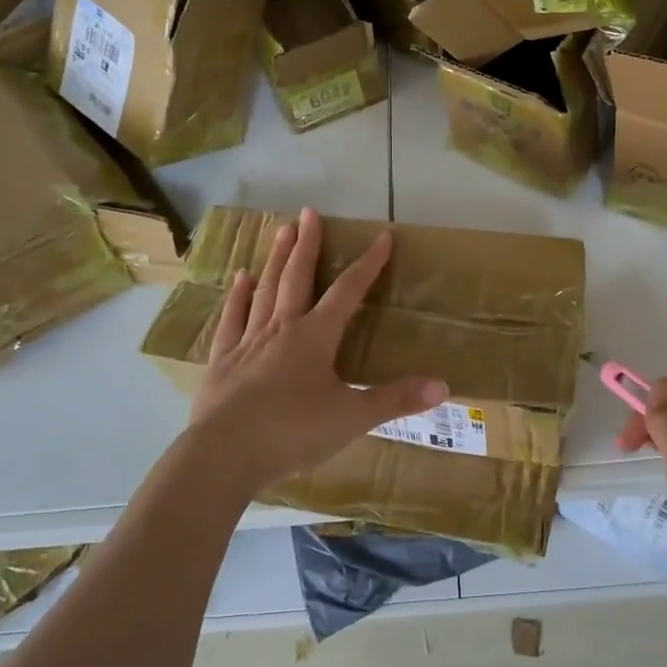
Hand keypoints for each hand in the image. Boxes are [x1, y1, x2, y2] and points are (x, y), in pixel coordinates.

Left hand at [186, 207, 448, 488]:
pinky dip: (237, 298)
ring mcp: (249, 342)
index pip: (348, 292)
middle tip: (308, 212)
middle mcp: (282, 328)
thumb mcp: (353, 417)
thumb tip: (444, 385)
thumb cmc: (293, 432)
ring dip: (275, 260)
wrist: (225, 454)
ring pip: (265, 291)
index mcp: (316, 337)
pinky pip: (232, 320)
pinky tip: (239, 279)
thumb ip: (396, 399)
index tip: (382, 237)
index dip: (368, 264)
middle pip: (297, 277)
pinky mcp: (222, 361)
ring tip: (280, 231)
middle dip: (307, 244)